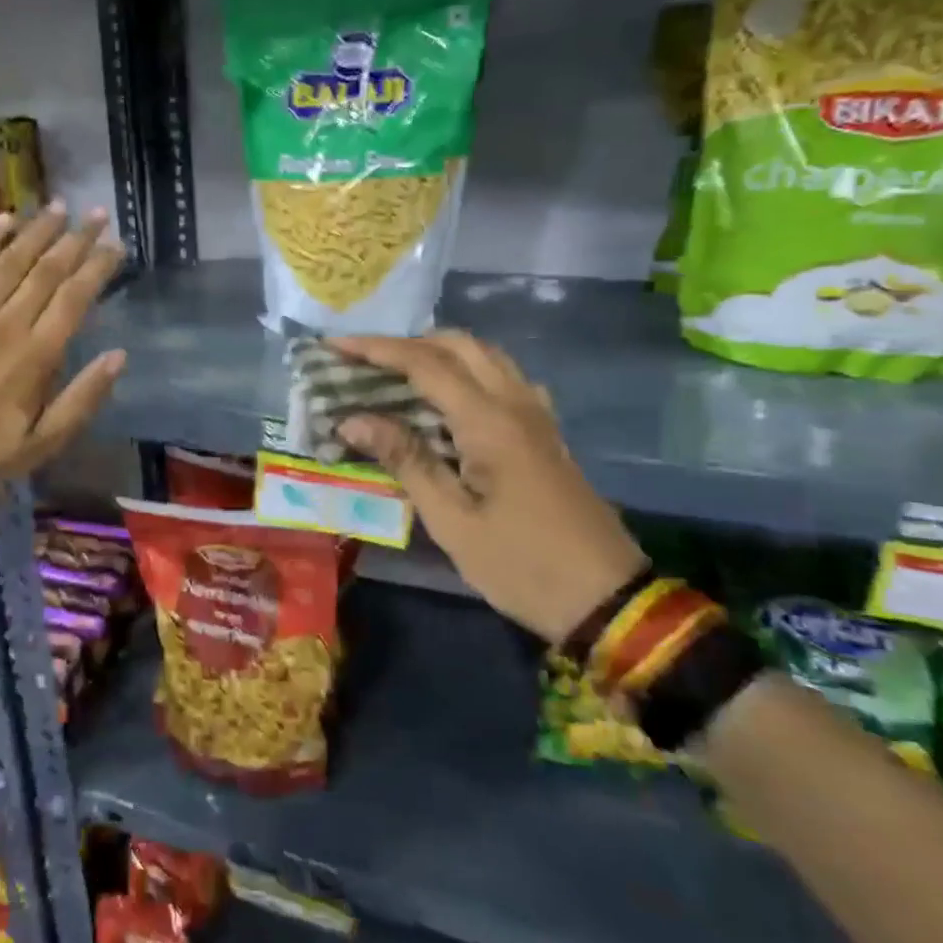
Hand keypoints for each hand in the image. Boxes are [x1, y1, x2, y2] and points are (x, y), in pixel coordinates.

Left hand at [0, 203, 126, 484]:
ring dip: (37, 231)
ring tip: (59, 206)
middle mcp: (8, 324)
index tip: (117, 246)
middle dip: (76, 239)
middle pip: (48, 271)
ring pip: (11, 262)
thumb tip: (119, 356)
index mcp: (37, 355)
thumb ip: (84, 397)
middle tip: (98, 214)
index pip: (76, 298)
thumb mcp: (47, 440)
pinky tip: (5, 220)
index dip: (99, 268)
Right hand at [330, 331, 643, 643]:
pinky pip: (503, 378)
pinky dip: (468, 371)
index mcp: (490, 421)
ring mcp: (537, 415)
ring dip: (439, 352)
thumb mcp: (452, 520)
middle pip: (459, 345)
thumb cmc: (521, 564)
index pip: (425, 364)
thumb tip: (352, 419)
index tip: (334, 346)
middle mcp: (516, 403)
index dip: (375, 349)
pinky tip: (449, 399)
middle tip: (363, 360)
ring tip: (396, 372)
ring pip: (485, 356)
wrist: (608, 600)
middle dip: (407, 343)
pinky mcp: (545, 433)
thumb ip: (405, 460)